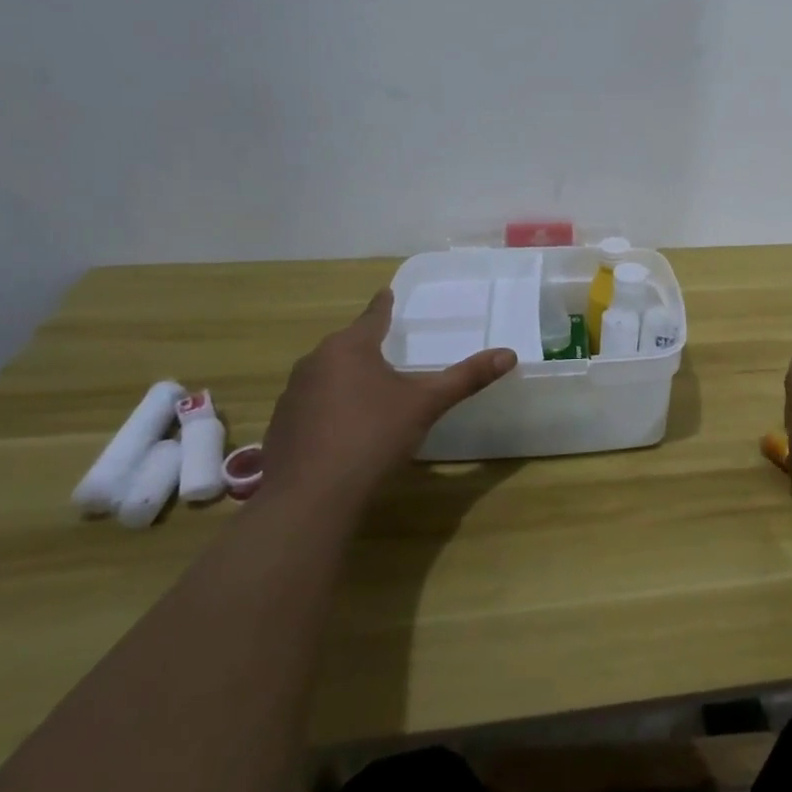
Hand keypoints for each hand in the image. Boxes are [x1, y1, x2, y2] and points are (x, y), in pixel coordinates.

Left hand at [262, 290, 515, 515]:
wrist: (310, 498)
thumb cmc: (372, 437)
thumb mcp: (426, 404)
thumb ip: (466, 377)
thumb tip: (510, 354)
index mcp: (349, 347)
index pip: (372, 316)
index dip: (384, 305)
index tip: (387, 293)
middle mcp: (315, 362)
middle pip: (347, 344)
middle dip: (367, 345)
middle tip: (390, 348)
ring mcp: (292, 395)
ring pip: (327, 374)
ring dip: (347, 377)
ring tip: (370, 390)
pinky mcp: (281, 426)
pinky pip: (312, 403)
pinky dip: (330, 406)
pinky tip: (344, 428)